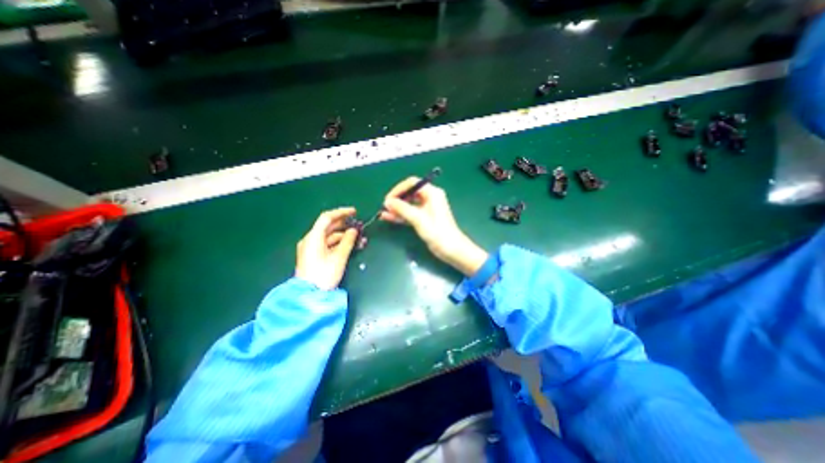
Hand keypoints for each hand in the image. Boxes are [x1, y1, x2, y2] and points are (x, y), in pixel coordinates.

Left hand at [299, 207, 359, 290]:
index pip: (327, 218)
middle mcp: (310, 240)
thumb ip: (348, 241)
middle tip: (358, 224)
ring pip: (329, 236)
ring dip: (344, 235)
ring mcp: (311, 248)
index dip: (341, 212)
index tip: (354, 212)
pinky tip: (350, 245)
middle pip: (328, 226)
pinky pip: (328, 244)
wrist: (309, 295)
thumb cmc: (324, 275)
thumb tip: (354, 230)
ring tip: (359, 237)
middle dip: (344, 224)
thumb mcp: (339, 257)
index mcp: (313, 237)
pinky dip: (339, 243)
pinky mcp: (314, 256)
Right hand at [381, 179, 487, 276]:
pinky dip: (401, 215)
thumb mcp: (418, 219)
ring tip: (383, 213)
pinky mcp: (424, 218)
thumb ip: (402, 208)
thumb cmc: (437, 232)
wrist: (451, 249)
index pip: (412, 183)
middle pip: (410, 193)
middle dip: (397, 199)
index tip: (388, 199)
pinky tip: (389, 218)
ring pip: (409, 204)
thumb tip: (388, 202)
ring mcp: (427, 208)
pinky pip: (410, 213)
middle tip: (385, 207)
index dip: (399, 189)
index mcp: (432, 193)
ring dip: (397, 208)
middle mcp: (430, 198)